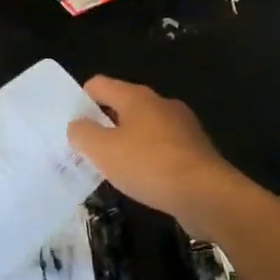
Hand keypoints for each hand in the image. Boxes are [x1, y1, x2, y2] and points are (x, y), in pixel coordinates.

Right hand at [67, 76, 237, 231]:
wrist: (207, 195)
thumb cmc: (149, 165)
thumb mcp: (102, 150)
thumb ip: (82, 133)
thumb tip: (78, 126)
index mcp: (137, 97)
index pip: (99, 84)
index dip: (81, 100)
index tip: (72, 125)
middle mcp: (161, 104)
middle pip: (122, 105)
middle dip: (103, 124)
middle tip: (87, 149)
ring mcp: (182, 126)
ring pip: (144, 128)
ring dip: (127, 142)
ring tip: (113, 167)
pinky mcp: (196, 150)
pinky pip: (162, 147)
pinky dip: (148, 158)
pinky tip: (142, 179)